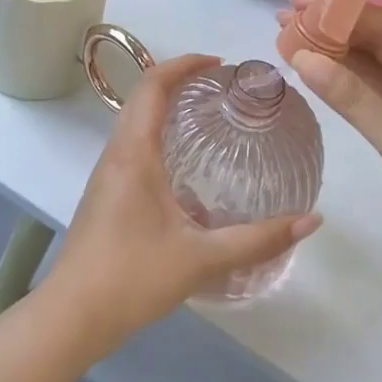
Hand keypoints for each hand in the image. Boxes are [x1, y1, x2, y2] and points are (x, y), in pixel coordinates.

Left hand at [43, 53, 322, 352]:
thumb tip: (311, 220)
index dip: (184, 64)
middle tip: (219, 86)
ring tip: (205, 115)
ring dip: (164, 105)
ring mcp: (105, 174)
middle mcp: (115, 153)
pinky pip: (130, 144)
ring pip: (133, 120)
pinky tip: (182, 163)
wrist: (70, 317)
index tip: (219, 64)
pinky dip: (156, 132)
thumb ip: (258, 240)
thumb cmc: (132, 278)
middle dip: (178, 80)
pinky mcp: (104, 194)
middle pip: (142, 96)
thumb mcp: (201, 259)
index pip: (153, 85)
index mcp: (134, 152)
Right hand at [278, 2, 381, 287]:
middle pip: (377, 44)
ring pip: (374, 71)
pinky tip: (318, 77)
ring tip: (290, 42)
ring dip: (335, 58)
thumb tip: (301, 57)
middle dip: (332, 32)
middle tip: (284, 21)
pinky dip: (347, 88)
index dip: (340, 12)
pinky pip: (376, 97)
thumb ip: (351, 98)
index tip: (298, 5)